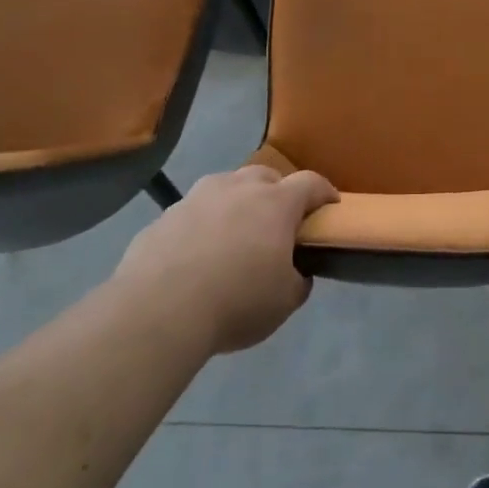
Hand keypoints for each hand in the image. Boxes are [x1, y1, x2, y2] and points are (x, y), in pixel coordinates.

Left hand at [116, 165, 337, 355]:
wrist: (157, 311)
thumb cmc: (236, 302)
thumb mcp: (284, 302)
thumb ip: (298, 281)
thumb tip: (296, 273)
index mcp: (275, 203)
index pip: (311, 183)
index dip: (324, 192)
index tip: (330, 206)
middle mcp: (238, 188)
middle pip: (266, 176)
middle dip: (277, 193)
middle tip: (278, 223)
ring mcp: (196, 198)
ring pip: (225, 188)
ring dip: (236, 204)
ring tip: (234, 236)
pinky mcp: (164, 216)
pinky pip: (192, 213)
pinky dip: (202, 226)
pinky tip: (195, 256)